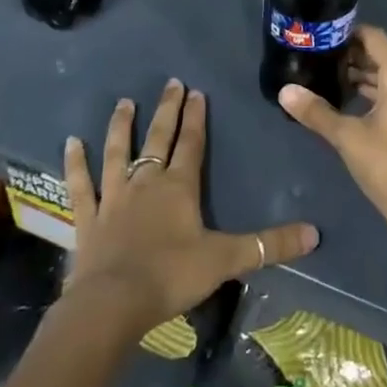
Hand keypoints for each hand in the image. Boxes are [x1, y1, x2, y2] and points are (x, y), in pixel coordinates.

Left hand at [64, 79, 318, 337]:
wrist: (113, 304)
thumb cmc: (171, 276)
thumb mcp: (226, 259)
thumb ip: (269, 245)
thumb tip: (315, 234)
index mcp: (179, 186)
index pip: (191, 143)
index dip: (196, 117)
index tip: (197, 91)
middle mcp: (146, 181)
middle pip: (158, 137)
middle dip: (166, 109)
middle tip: (170, 82)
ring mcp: (114, 197)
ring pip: (118, 152)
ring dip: (121, 127)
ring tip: (124, 103)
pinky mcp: (88, 218)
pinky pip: (81, 185)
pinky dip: (75, 163)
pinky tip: (71, 143)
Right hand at [277, 26, 386, 286]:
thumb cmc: (386, 163)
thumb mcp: (346, 136)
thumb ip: (316, 111)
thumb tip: (285, 91)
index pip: (375, 38)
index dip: (351, 32)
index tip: (325, 36)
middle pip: (382, 58)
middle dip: (352, 56)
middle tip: (320, 59)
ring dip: (362, 78)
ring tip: (329, 81)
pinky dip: (373, 96)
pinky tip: (350, 107)